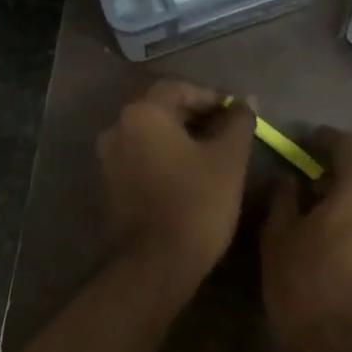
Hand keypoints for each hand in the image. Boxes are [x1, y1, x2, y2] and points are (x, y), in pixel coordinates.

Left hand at [96, 80, 254, 287]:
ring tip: (213, 155)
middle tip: (228, 133)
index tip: (236, 113)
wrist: (157, 263)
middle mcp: (116, 129)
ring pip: (149, 136)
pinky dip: (164, 159)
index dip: (211, 96)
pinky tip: (188, 175)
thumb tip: (244, 102)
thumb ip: (237, 121)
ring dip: (180, 138)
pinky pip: (140, 159)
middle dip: (195, 116)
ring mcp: (107, 160)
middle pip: (160, 109)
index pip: (179, 88)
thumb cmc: (197, 202)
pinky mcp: (109, 186)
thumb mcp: (229, 158)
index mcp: (141, 114)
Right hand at [260, 127, 351, 351]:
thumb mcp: (279, 238)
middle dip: (349, 154)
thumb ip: (285, 198)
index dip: (323, 138)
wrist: (345, 347)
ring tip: (334, 190)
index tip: (304, 141)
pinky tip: (351, 216)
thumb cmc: (304, 288)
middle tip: (318, 165)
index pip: (347, 144)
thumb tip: (292, 180)